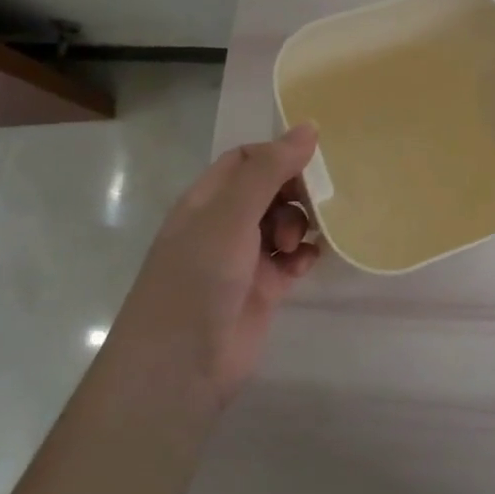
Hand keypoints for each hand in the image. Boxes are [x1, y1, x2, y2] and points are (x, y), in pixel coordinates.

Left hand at [117, 124, 322, 408]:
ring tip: (296, 244)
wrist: (180, 366)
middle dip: (294, 192)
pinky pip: (292, 260)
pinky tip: (307, 263)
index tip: (310, 164)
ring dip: (300, 224)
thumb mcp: (231, 215)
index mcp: (207, 200)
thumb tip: (308, 127)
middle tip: (314, 204)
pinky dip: (303, 256)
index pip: (245, 160)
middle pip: (269, 189)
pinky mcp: (263, 289)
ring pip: (284, 223)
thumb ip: (269, 170)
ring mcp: (243, 258)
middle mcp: (224, 224)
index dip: (277, 156)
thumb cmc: (198, 278)